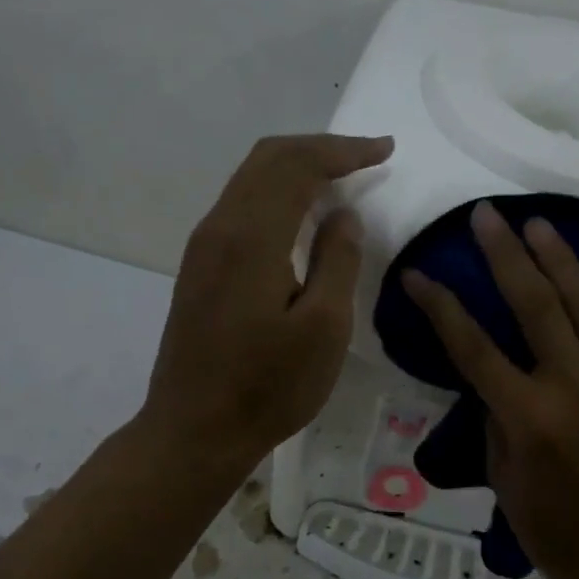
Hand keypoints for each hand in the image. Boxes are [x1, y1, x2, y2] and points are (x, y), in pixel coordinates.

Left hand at [143, 133, 393, 472]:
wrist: (194, 430)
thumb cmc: (267, 386)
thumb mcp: (323, 328)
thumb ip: (338, 261)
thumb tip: (343, 215)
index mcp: (251, 236)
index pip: (298, 165)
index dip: (344, 151)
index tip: (385, 150)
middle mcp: (219, 227)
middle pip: (268, 159)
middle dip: (320, 148)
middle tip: (366, 155)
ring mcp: (203, 247)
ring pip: (250, 179)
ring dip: (296, 167)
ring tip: (340, 175)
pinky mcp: (199, 268)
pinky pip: (241, 205)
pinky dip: (277, 193)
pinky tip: (300, 213)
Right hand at [402, 202, 578, 578]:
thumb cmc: (556, 532)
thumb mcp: (504, 480)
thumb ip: (495, 420)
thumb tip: (493, 378)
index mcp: (527, 419)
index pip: (473, 348)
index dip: (441, 307)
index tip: (419, 275)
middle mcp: (572, 389)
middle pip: (535, 307)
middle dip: (506, 256)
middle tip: (487, 216)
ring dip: (559, 259)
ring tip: (536, 223)